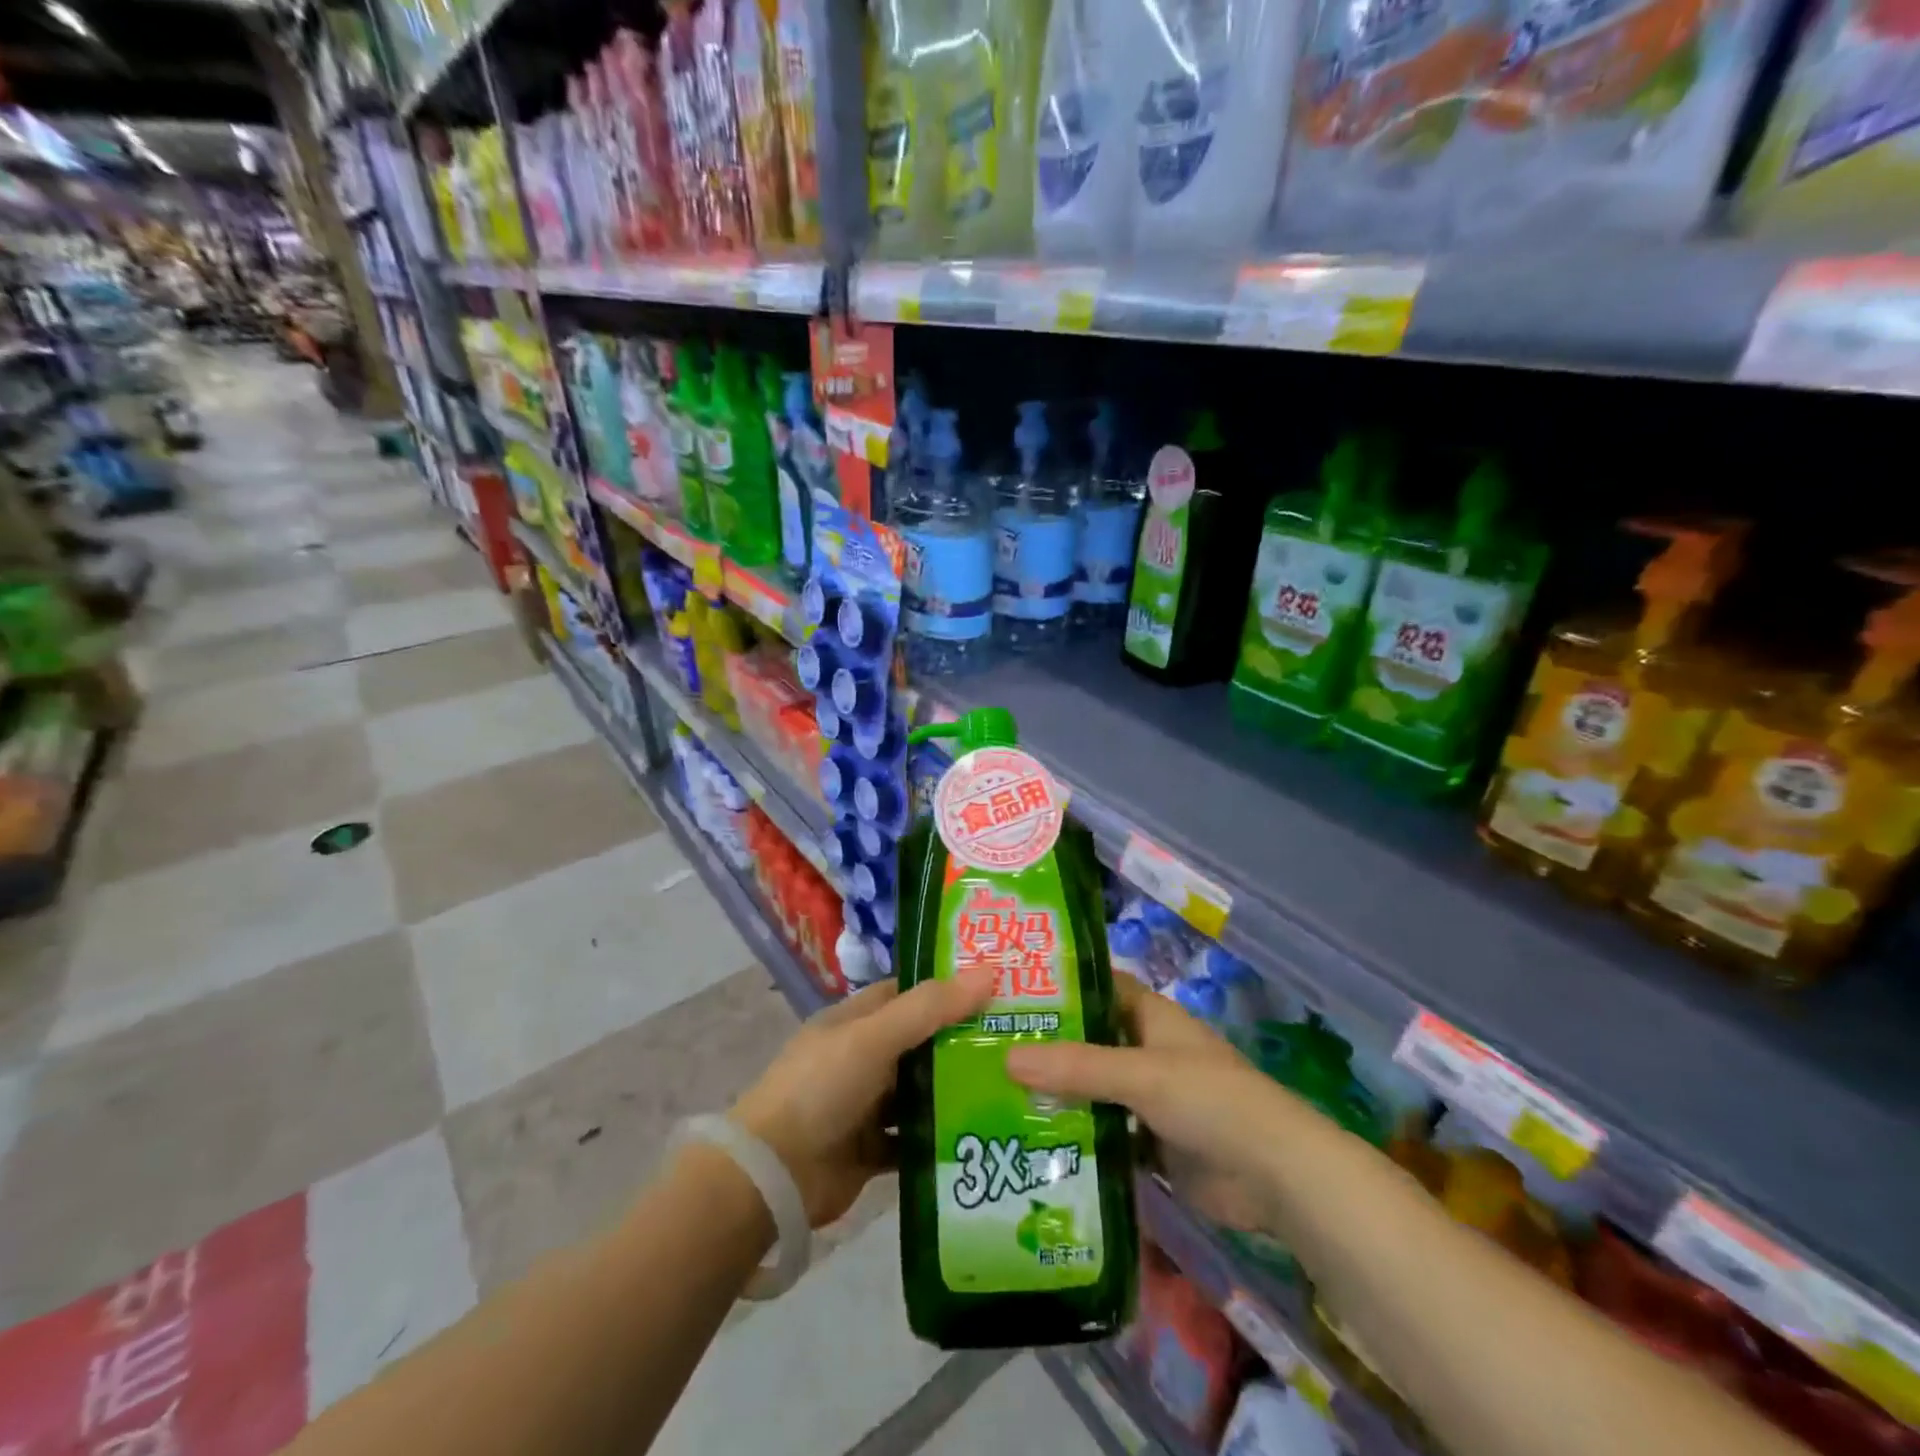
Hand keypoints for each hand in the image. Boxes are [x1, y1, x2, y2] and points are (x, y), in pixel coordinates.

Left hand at [733, 971, 994, 1227]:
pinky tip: (981, 1137)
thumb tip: (988, 972)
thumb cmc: (821, 1088)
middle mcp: (862, 1057)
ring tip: (1012, 1089)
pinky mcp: (871, 1150)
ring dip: (955, 1092)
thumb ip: (929, 1008)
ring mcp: (866, 1105)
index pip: (909, 994)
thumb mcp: (874, 1037)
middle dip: (961, 1042)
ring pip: (920, 1092)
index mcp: (856, 1021)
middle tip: (1019, 1042)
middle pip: (920, 1043)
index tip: (997, 990)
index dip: (948, 989)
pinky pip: (913, 1139)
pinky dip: (940, 1139)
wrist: (772, 1176)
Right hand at [1006, 977, 1290, 1233]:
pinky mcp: (1152, 1142)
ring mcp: (1150, 1098)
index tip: (1010, 990)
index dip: (1059, 984)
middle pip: (1089, 1041)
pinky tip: (1034, 1143)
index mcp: (1150, 1017)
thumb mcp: (1141, 1074)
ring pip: (1094, 1088)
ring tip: (997, 1096)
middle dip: (1048, 1046)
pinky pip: (1106, 1132)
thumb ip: (1077, 1067)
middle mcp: (1147, 1050)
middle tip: (990, 1049)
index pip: (1097, 986)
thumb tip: (1007, 1058)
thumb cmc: (1210, 1100)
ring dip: (1058, 1094)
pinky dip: (1078, 1136)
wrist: (1274, 1176)